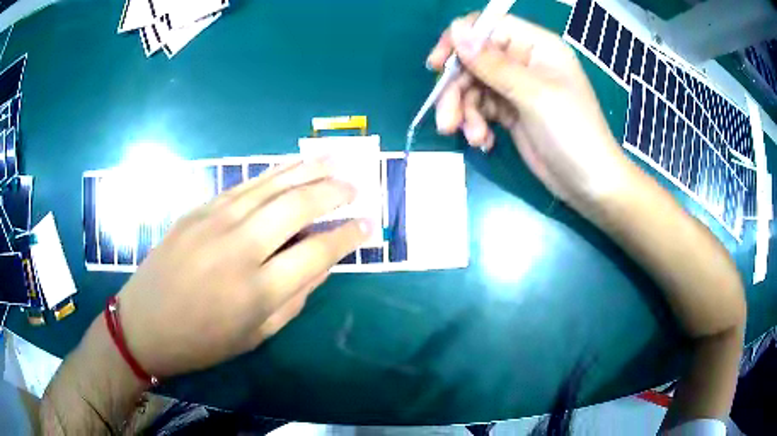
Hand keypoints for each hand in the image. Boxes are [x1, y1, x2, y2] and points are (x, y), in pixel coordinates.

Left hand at [116, 159, 371, 377]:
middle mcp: (239, 248)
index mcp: (257, 291)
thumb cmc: (202, 340)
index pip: (317, 253)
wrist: (145, 323)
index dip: (347, 237)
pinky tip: (289, 166)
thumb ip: (294, 298)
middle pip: (296, 207)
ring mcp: (215, 222)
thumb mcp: (256, 335)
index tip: (368, 226)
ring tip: (333, 160)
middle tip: (355, 187)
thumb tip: (322, 263)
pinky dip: (272, 173)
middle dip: (332, 193)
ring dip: (306, 170)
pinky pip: (243, 186)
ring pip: (271, 186)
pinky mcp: (198, 210)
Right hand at [428, 14, 630, 209]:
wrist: (589, 183)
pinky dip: (476, 123)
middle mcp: (524, 61)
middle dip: (457, 89)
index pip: (488, 27)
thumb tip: (456, 30)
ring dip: (465, 111)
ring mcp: (516, 87)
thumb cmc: (573, 132)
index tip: (438, 65)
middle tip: (446, 120)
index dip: (460, 40)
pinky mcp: (511, 112)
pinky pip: (481, 108)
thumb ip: (493, 63)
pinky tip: (483, 141)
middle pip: (475, 60)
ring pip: (474, 86)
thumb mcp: (534, 95)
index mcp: (536, 46)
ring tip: (472, 137)